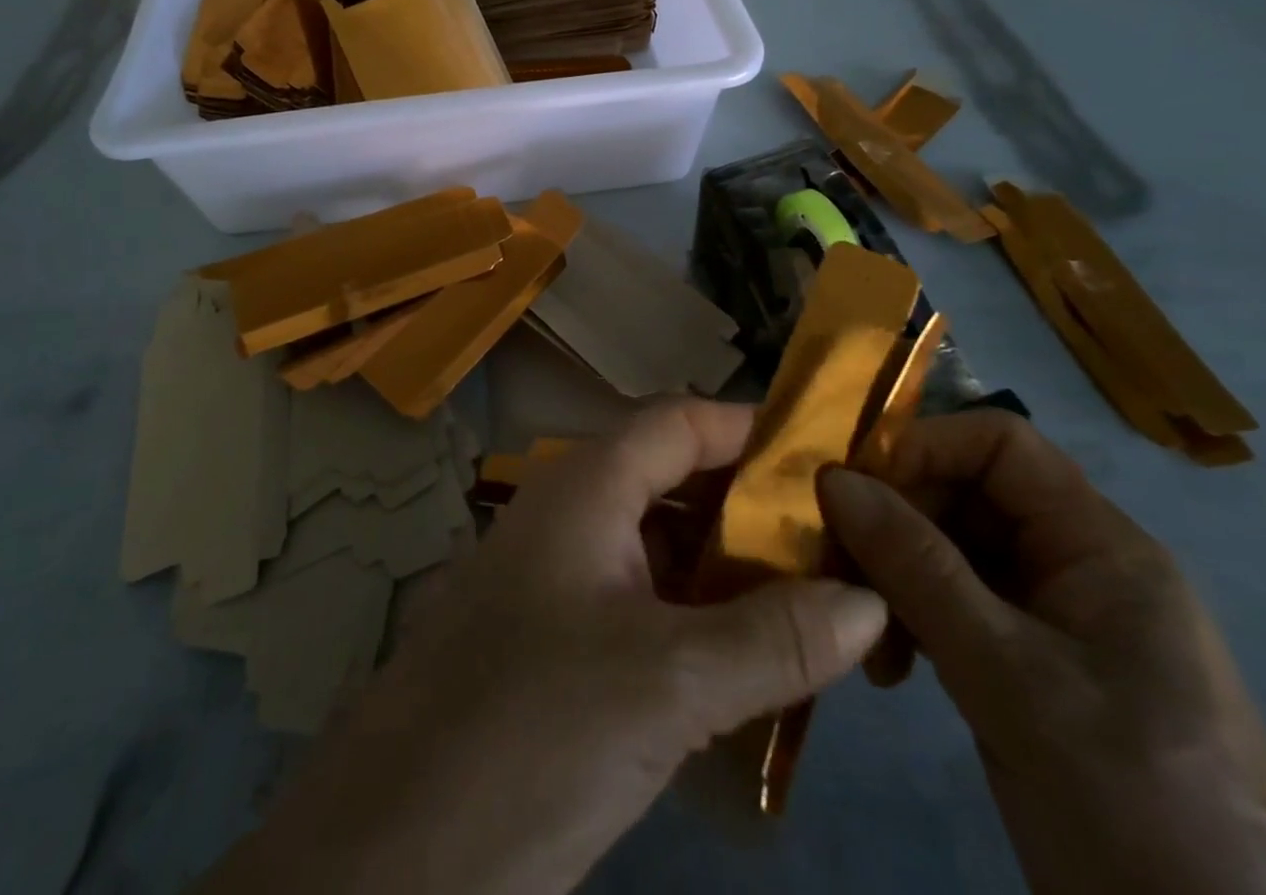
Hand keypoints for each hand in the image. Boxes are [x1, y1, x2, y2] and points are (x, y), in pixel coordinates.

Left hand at [201, 400, 887, 894]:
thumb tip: (869, 599)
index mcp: (587, 487)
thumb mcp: (667, 684)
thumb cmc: (534, 726)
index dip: (751, 429)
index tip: (830, 460)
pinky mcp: (555, 637)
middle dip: (753, 507)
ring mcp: (558, 575)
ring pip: (659, 546)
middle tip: (839, 545)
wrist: (396, 842)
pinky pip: (641, 602)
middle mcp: (570, 514)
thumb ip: (771, 639)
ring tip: (815, 605)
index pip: (679, 422)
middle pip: (673, 479)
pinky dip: (696, 618)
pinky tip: (749, 664)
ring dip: (729, 570)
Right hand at [819, 412, 1265, 894]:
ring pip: (950, 551)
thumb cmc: (1129, 799)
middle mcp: (1075, 565)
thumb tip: (831, 478)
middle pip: (965, 494)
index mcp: (1099, 545)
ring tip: (867, 638)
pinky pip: (955, 606)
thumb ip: (916, 567)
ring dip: (895, 578)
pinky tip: (891, 669)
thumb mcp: (1008, 675)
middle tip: (838, 567)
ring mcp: (1051, 618)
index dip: (923, 447)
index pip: (999, 443)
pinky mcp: (1029, 665)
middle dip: (895, 521)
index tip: (851, 487)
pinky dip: (912, 621)